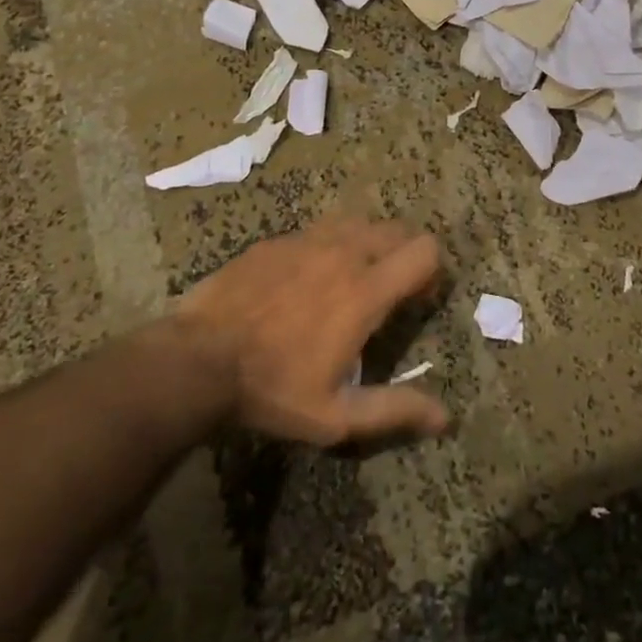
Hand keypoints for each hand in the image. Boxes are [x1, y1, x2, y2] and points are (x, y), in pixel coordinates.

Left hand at [166, 216, 449, 444]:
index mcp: (365, 291)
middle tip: (388, 291)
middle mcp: (343, 253)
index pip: (424, 250)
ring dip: (368, 244)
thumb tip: (445, 418)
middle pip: (397, 230)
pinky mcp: (276, 241)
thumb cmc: (271, 390)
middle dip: (404, 254)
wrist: (195, 362)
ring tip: (350, 280)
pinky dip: (328, 247)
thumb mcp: (335, 416)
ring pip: (358, 223)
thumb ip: (393, 410)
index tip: (417, 300)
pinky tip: (305, 281)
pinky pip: (318, 231)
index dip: (432, 272)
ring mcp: (306, 241)